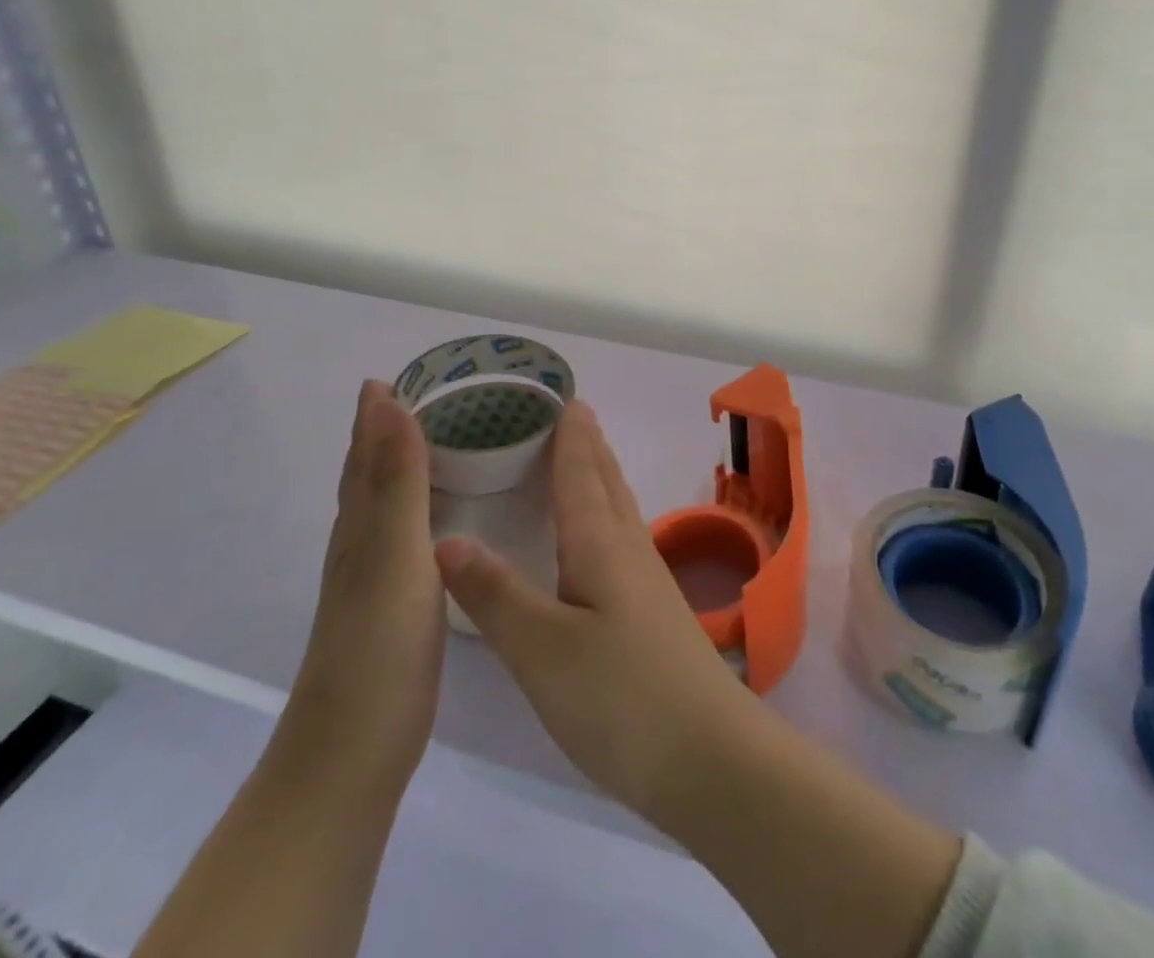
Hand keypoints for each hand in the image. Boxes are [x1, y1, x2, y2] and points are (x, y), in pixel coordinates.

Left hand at [280, 380, 445, 792]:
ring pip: (385, 504)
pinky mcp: (395, 604)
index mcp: (361, 524)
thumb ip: (398, 480)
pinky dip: (418, 507)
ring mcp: (376, 576)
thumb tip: (389, 403)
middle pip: (369, 473)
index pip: (366, 453)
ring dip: (401, 466)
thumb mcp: (393, 553)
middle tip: (417, 396)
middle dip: (384, 432)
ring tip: (433, 440)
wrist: (354, 750)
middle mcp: (362, 543)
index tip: (392, 375)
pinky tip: (438, 516)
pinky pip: (406, 533)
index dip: (375, 415)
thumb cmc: (378, 645)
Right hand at [434, 400, 765, 819]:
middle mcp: (628, 549)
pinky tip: (601, 537)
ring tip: (585, 457)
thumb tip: (446, 539)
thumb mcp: (543, 650)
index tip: (563, 398)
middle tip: (572, 412)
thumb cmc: (620, 698)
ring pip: (619, 508)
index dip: (570, 436)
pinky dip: (606, 515)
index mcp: (600, 544)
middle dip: (589, 445)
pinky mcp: (653, 610)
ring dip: (601, 475)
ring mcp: (647, 579)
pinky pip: (624, 538)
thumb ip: (496, 595)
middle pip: (606, 481)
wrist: (707, 756)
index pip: (581, 474)